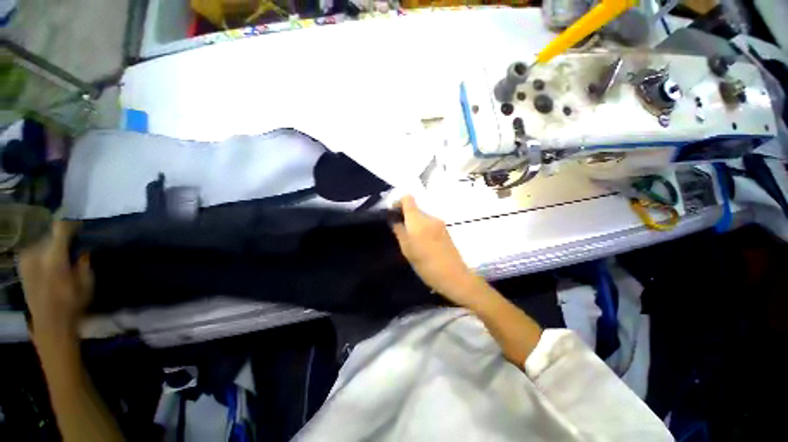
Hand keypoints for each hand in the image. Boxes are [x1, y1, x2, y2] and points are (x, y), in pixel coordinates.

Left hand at [18, 221, 92, 341]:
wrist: (49, 324)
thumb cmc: (72, 304)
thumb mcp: (86, 283)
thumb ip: (83, 262)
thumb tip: (81, 249)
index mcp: (53, 257)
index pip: (60, 228)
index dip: (71, 224)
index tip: (81, 225)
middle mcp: (36, 254)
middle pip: (50, 235)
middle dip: (62, 238)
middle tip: (74, 245)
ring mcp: (26, 260)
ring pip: (42, 243)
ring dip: (53, 246)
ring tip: (63, 256)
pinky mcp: (23, 266)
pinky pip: (35, 251)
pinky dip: (44, 253)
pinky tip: (51, 262)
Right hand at [392, 195, 484, 307]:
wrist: (454, 276)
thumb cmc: (427, 265)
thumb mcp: (407, 250)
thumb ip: (399, 231)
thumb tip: (394, 219)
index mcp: (418, 221)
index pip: (407, 198)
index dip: (398, 203)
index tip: (394, 214)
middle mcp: (430, 217)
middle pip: (415, 208)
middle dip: (406, 216)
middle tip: (400, 231)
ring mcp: (439, 223)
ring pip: (422, 217)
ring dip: (415, 223)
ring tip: (412, 240)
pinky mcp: (445, 229)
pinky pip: (429, 223)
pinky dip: (423, 228)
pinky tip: (423, 243)